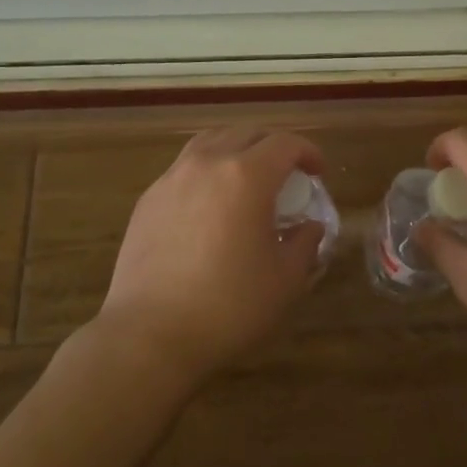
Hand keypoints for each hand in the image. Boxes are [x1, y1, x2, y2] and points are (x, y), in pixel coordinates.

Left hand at [95, 127, 326, 382]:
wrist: (149, 334)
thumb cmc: (227, 307)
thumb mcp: (284, 281)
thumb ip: (304, 245)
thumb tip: (310, 227)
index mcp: (247, 176)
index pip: (285, 143)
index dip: (308, 152)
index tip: (318, 173)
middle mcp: (208, 163)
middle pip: (247, 133)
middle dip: (273, 146)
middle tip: (287, 173)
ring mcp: (173, 177)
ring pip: (211, 141)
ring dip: (236, 149)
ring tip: (246, 176)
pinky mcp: (149, 197)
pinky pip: (184, 167)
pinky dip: (206, 170)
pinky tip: (209, 203)